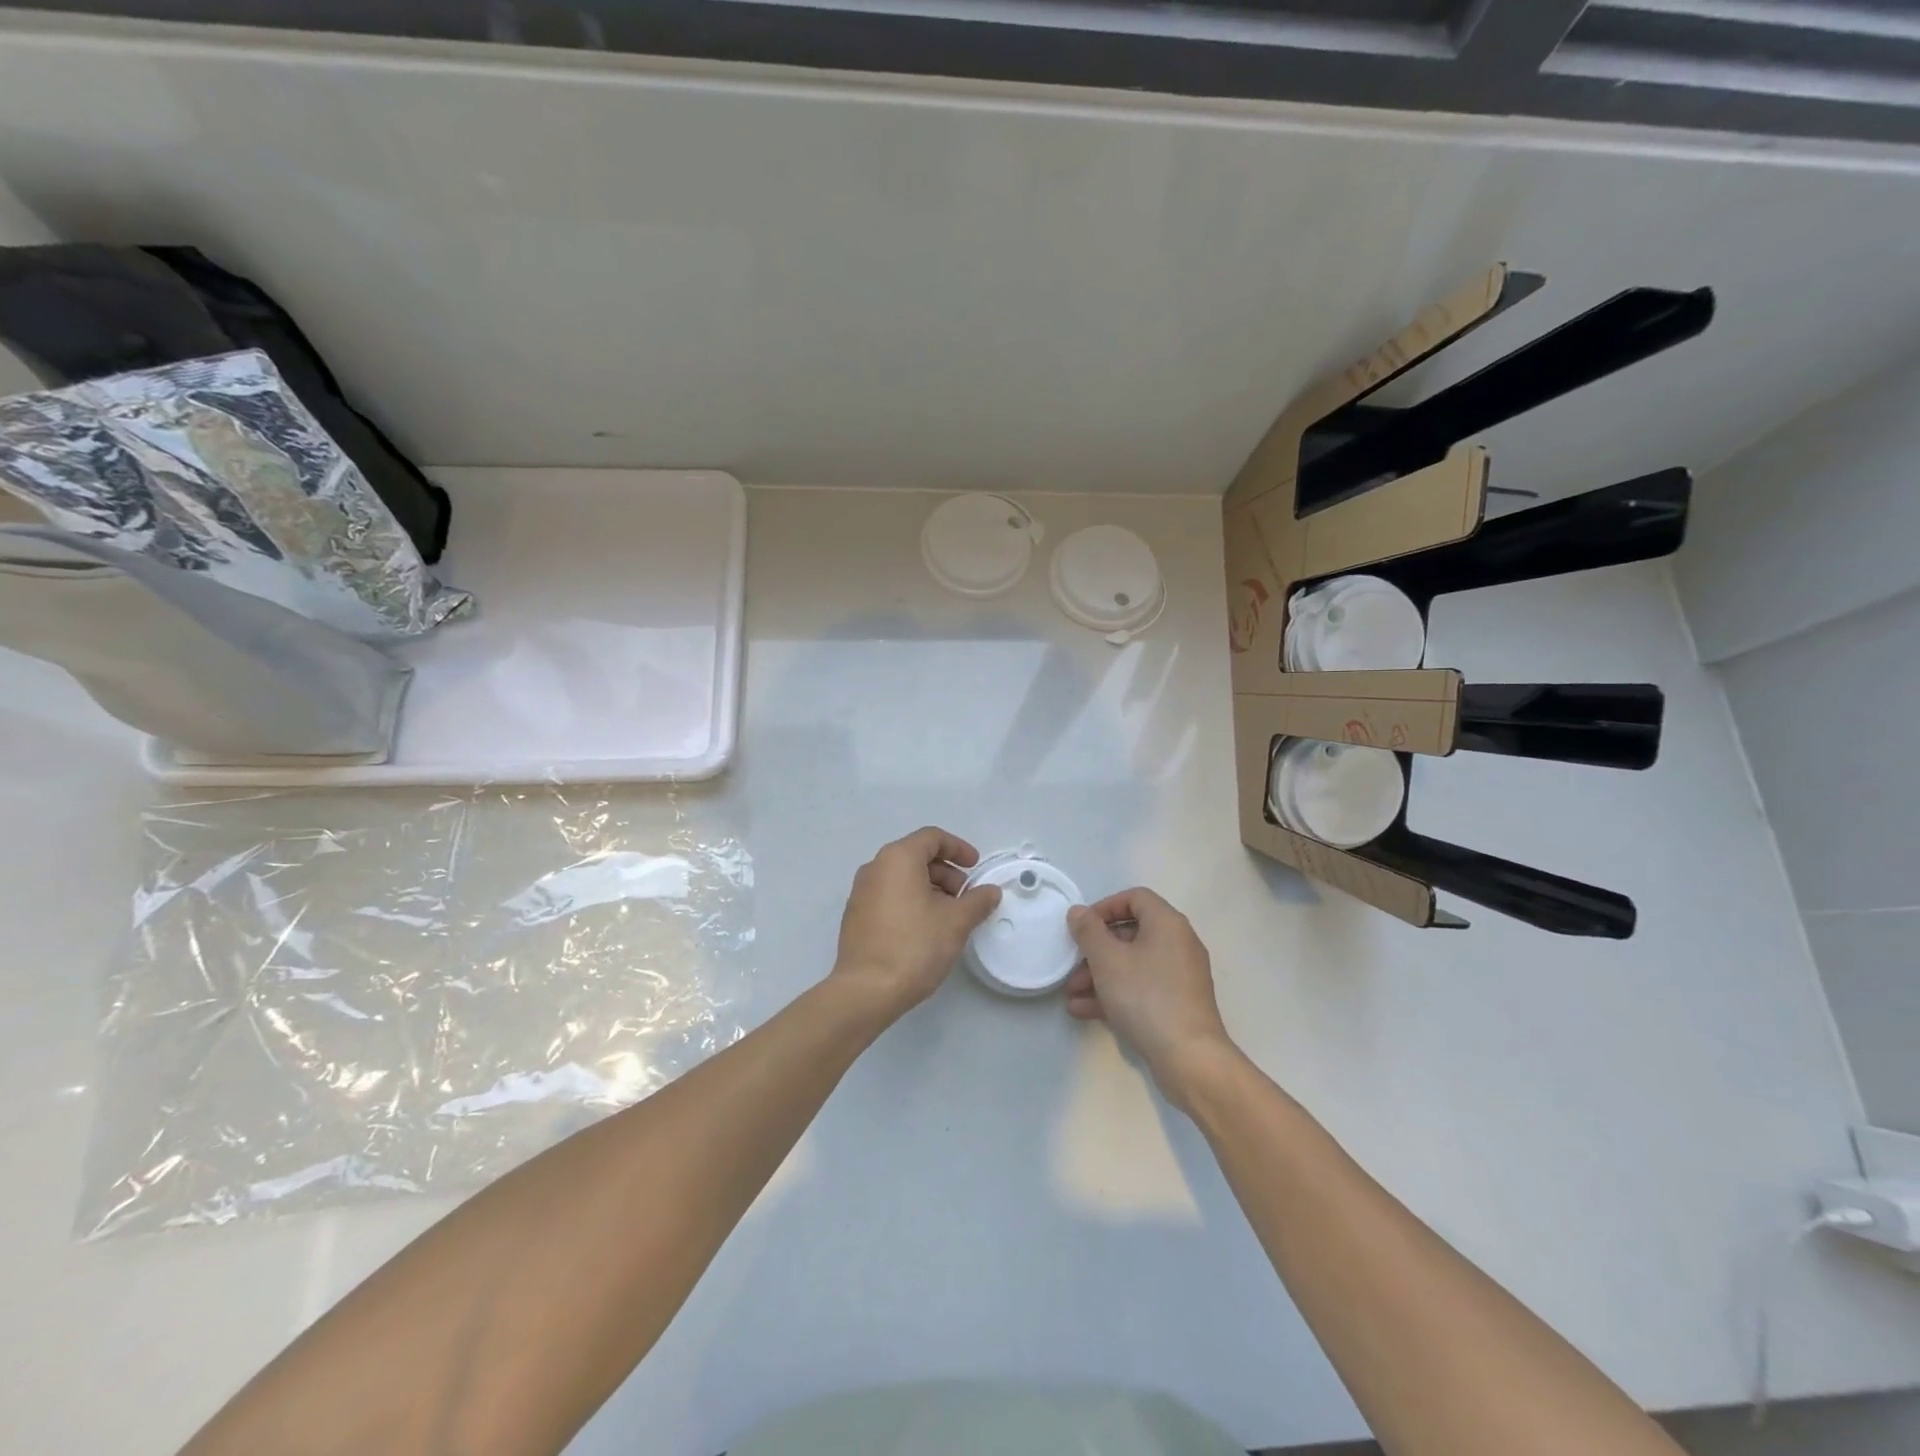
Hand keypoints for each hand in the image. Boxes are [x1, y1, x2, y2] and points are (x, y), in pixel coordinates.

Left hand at [833, 827, 1001, 1019]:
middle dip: (946, 872)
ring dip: (929, 889)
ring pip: (901, 878)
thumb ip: (977, 901)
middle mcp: (875, 868)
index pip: (931, 838)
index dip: (958, 848)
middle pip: (916, 856)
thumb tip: (990, 891)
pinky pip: (888, 896)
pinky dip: (910, 902)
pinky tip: (925, 929)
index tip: (975, 867)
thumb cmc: (915, 946)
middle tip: (965, 897)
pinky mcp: (855, 917)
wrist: (867, 990)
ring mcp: (861, 893)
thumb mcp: (956, 921)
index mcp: (897, 858)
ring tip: (949, 916)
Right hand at [1065, 888, 1239, 1110]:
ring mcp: (1179, 976)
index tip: (1082, 926)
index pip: (1135, 898)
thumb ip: (1088, 931)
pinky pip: (1141, 988)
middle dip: (1096, 950)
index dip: (1105, 907)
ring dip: (1099, 975)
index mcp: (1167, 924)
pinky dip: (1115, 994)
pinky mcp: (1177, 1004)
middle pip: (1131, 933)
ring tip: (1072, 994)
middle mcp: (1178, 944)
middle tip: (1072, 965)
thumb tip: (1078, 912)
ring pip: (1133, 964)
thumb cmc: (1146, 997)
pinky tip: (1084, 1010)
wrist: (1189, 1058)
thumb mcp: (1108, 960)